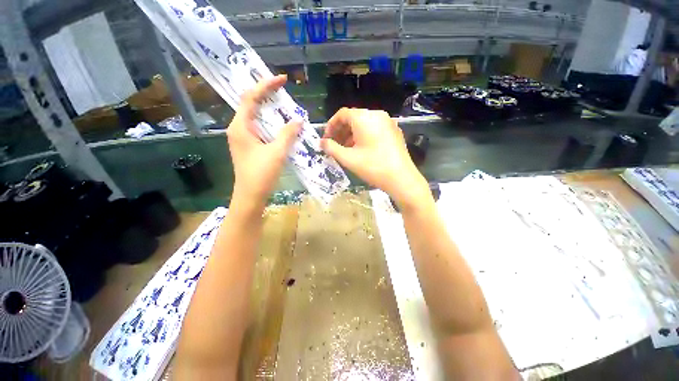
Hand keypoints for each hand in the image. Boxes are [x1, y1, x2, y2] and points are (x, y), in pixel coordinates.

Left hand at [227, 75, 301, 207]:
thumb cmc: (261, 174)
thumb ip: (288, 134)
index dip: (266, 85)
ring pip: (256, 117)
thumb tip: (298, 120)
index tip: (282, 79)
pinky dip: (271, 124)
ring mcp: (243, 138)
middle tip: (284, 90)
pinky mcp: (249, 146)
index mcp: (240, 126)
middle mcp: (238, 128)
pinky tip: (282, 125)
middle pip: (251, 104)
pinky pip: (260, 128)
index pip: (251, 97)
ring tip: (285, 105)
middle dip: (267, 95)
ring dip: (270, 110)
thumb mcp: (277, 152)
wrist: (251, 196)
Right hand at [320, 108, 429, 207]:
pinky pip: (374, 129)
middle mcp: (377, 115)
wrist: (401, 178)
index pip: (342, 114)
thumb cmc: (372, 167)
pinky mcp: (394, 131)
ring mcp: (388, 122)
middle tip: (334, 145)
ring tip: (345, 149)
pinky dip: (363, 136)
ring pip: (364, 124)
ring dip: (351, 135)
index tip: (326, 139)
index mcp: (364, 118)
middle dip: (341, 131)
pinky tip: (361, 150)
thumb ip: (331, 148)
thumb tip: (322, 142)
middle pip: (353, 118)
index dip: (331, 126)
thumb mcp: (348, 158)